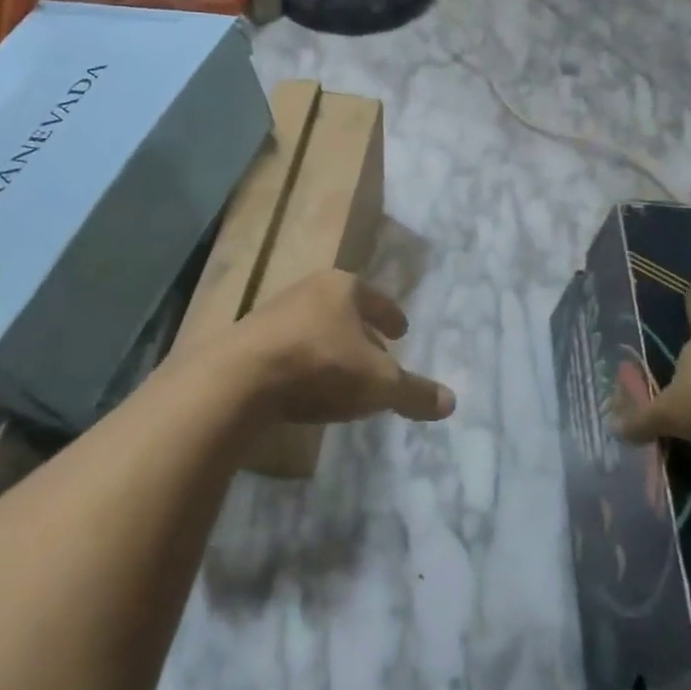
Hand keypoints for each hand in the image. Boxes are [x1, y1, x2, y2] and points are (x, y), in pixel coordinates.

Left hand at [224, 269, 454, 426]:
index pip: (375, 298)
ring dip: (331, 350)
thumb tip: (451, 402)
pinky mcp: (248, 342)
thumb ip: (414, 392)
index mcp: (342, 287)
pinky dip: (305, 365)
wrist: (239, 379)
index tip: (401, 330)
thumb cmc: (321, 366)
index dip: (391, 315)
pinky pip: (289, 351)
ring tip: (344, 376)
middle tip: (378, 355)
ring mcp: (273, 314)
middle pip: (344, 312)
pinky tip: (308, 389)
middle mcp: (307, 291)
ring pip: (315, 330)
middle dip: (362, 333)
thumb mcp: (379, 384)